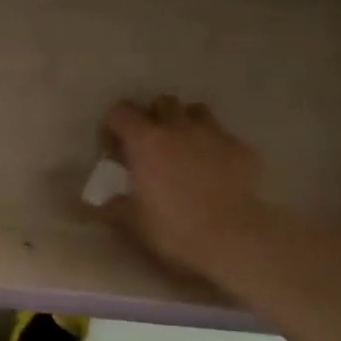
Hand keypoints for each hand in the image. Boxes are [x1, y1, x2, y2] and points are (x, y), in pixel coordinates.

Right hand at [103, 98, 273, 289]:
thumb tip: (100, 205)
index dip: (114, 125)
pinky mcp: (241, 148)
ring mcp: (213, 134)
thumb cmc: (171, 227)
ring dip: (186, 123)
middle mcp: (178, 127)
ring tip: (184, 147)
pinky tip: (215, 168)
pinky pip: (224, 136)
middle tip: (151, 143)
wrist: (230, 238)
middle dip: (154, 116)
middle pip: (162, 102)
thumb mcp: (131, 221)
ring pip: (196, 111)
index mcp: (145, 141)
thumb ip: (112, 207)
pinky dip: (215, 147)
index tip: (114, 146)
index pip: (121, 112)